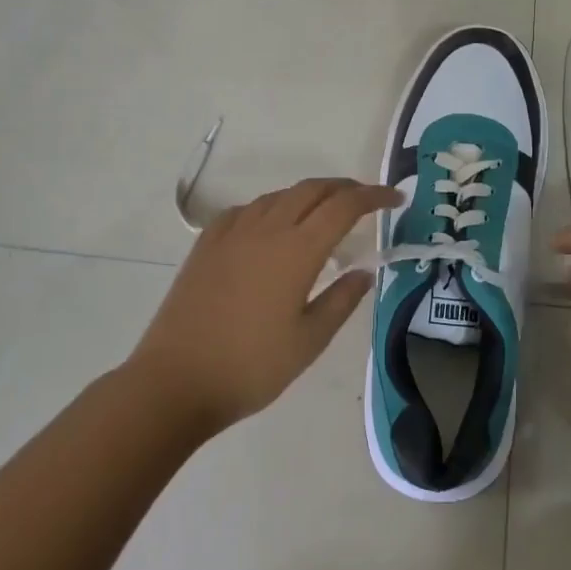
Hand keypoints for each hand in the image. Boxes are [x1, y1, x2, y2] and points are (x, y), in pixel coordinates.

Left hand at [130, 177, 401, 434]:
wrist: (174, 382)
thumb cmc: (250, 367)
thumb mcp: (309, 341)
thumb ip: (341, 300)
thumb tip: (364, 271)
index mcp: (297, 250)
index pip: (345, 206)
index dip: (374, 196)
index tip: (396, 198)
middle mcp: (267, 228)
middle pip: (312, 189)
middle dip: (344, 188)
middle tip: (365, 201)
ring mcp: (232, 233)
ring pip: (279, 195)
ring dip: (308, 195)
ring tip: (322, 214)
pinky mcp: (206, 244)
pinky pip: (246, 209)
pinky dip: (271, 208)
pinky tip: (271, 228)